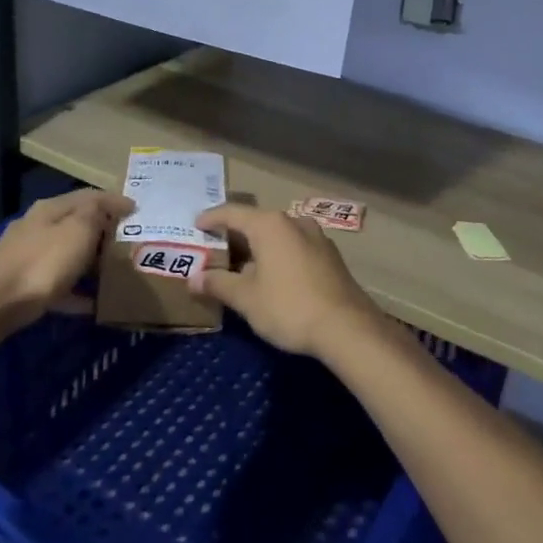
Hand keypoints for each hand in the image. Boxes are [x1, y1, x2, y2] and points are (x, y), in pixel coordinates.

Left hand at [0, 190, 132, 329]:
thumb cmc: (44, 262)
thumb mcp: (78, 230)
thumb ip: (96, 213)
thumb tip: (110, 204)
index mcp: (51, 208)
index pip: (89, 195)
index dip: (115, 200)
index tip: (138, 210)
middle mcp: (37, 226)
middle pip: (76, 223)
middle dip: (103, 230)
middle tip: (129, 240)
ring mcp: (26, 255)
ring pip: (66, 253)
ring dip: (89, 260)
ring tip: (114, 271)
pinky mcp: (22, 284)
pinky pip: (58, 284)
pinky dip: (76, 290)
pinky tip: (93, 304)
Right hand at [191, 204, 383, 357]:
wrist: (348, 328)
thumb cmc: (289, 307)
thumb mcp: (247, 298)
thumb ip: (218, 284)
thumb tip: (193, 279)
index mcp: (269, 225)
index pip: (232, 213)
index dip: (211, 219)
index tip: (196, 226)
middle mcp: (294, 222)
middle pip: (255, 223)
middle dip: (234, 236)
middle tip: (213, 250)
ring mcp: (316, 237)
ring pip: (277, 236)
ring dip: (257, 248)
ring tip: (240, 267)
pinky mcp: (329, 256)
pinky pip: (294, 248)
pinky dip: (277, 256)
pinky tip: (270, 277)